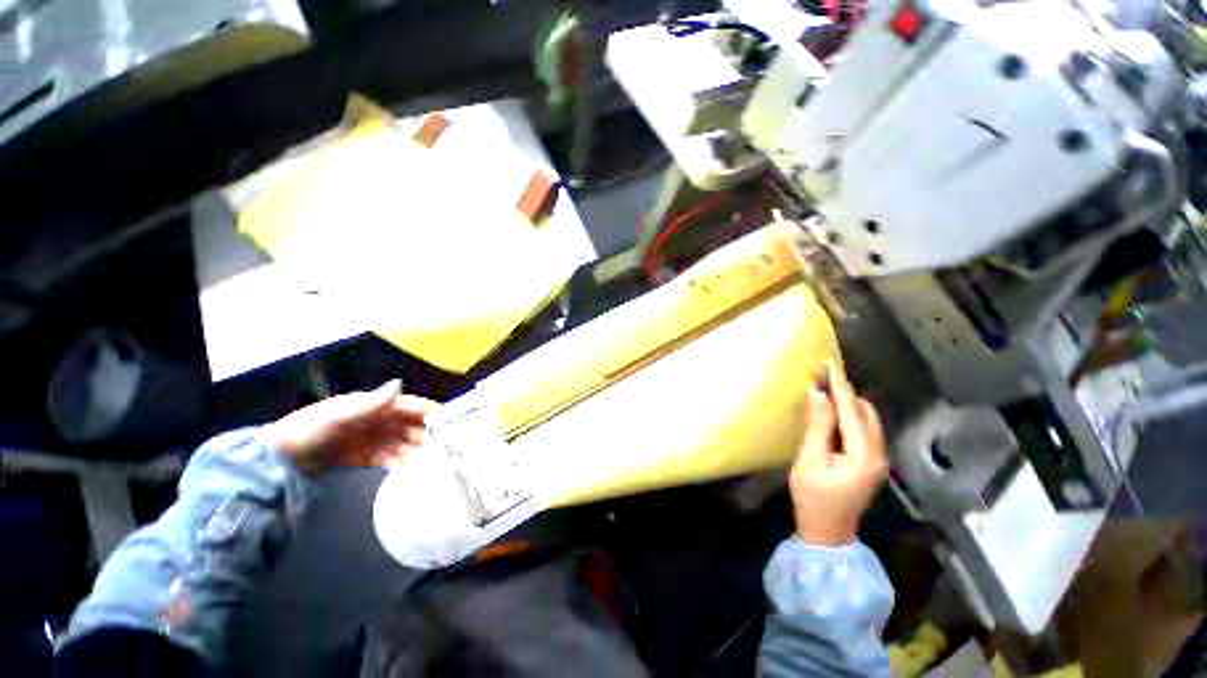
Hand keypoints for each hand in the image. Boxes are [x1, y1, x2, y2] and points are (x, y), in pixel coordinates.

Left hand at [264, 380, 437, 474]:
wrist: (280, 459)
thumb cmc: (311, 428)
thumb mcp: (341, 414)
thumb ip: (372, 402)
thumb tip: (400, 383)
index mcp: (376, 404)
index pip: (410, 405)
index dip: (429, 411)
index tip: (449, 421)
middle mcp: (379, 419)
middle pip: (411, 425)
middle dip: (427, 434)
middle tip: (444, 447)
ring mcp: (373, 438)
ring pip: (403, 442)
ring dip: (415, 450)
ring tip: (429, 462)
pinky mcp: (366, 456)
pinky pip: (389, 458)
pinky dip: (400, 463)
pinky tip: (408, 470)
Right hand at [789, 362, 888, 546]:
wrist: (828, 532)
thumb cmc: (813, 497)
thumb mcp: (810, 460)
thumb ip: (817, 425)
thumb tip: (817, 393)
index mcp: (865, 454)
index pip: (852, 410)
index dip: (840, 385)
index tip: (828, 363)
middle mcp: (878, 453)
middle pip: (865, 412)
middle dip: (846, 391)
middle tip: (822, 375)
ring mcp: (877, 458)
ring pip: (867, 419)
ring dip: (848, 402)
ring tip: (825, 387)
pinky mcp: (870, 461)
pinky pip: (863, 428)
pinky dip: (850, 414)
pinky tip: (833, 410)